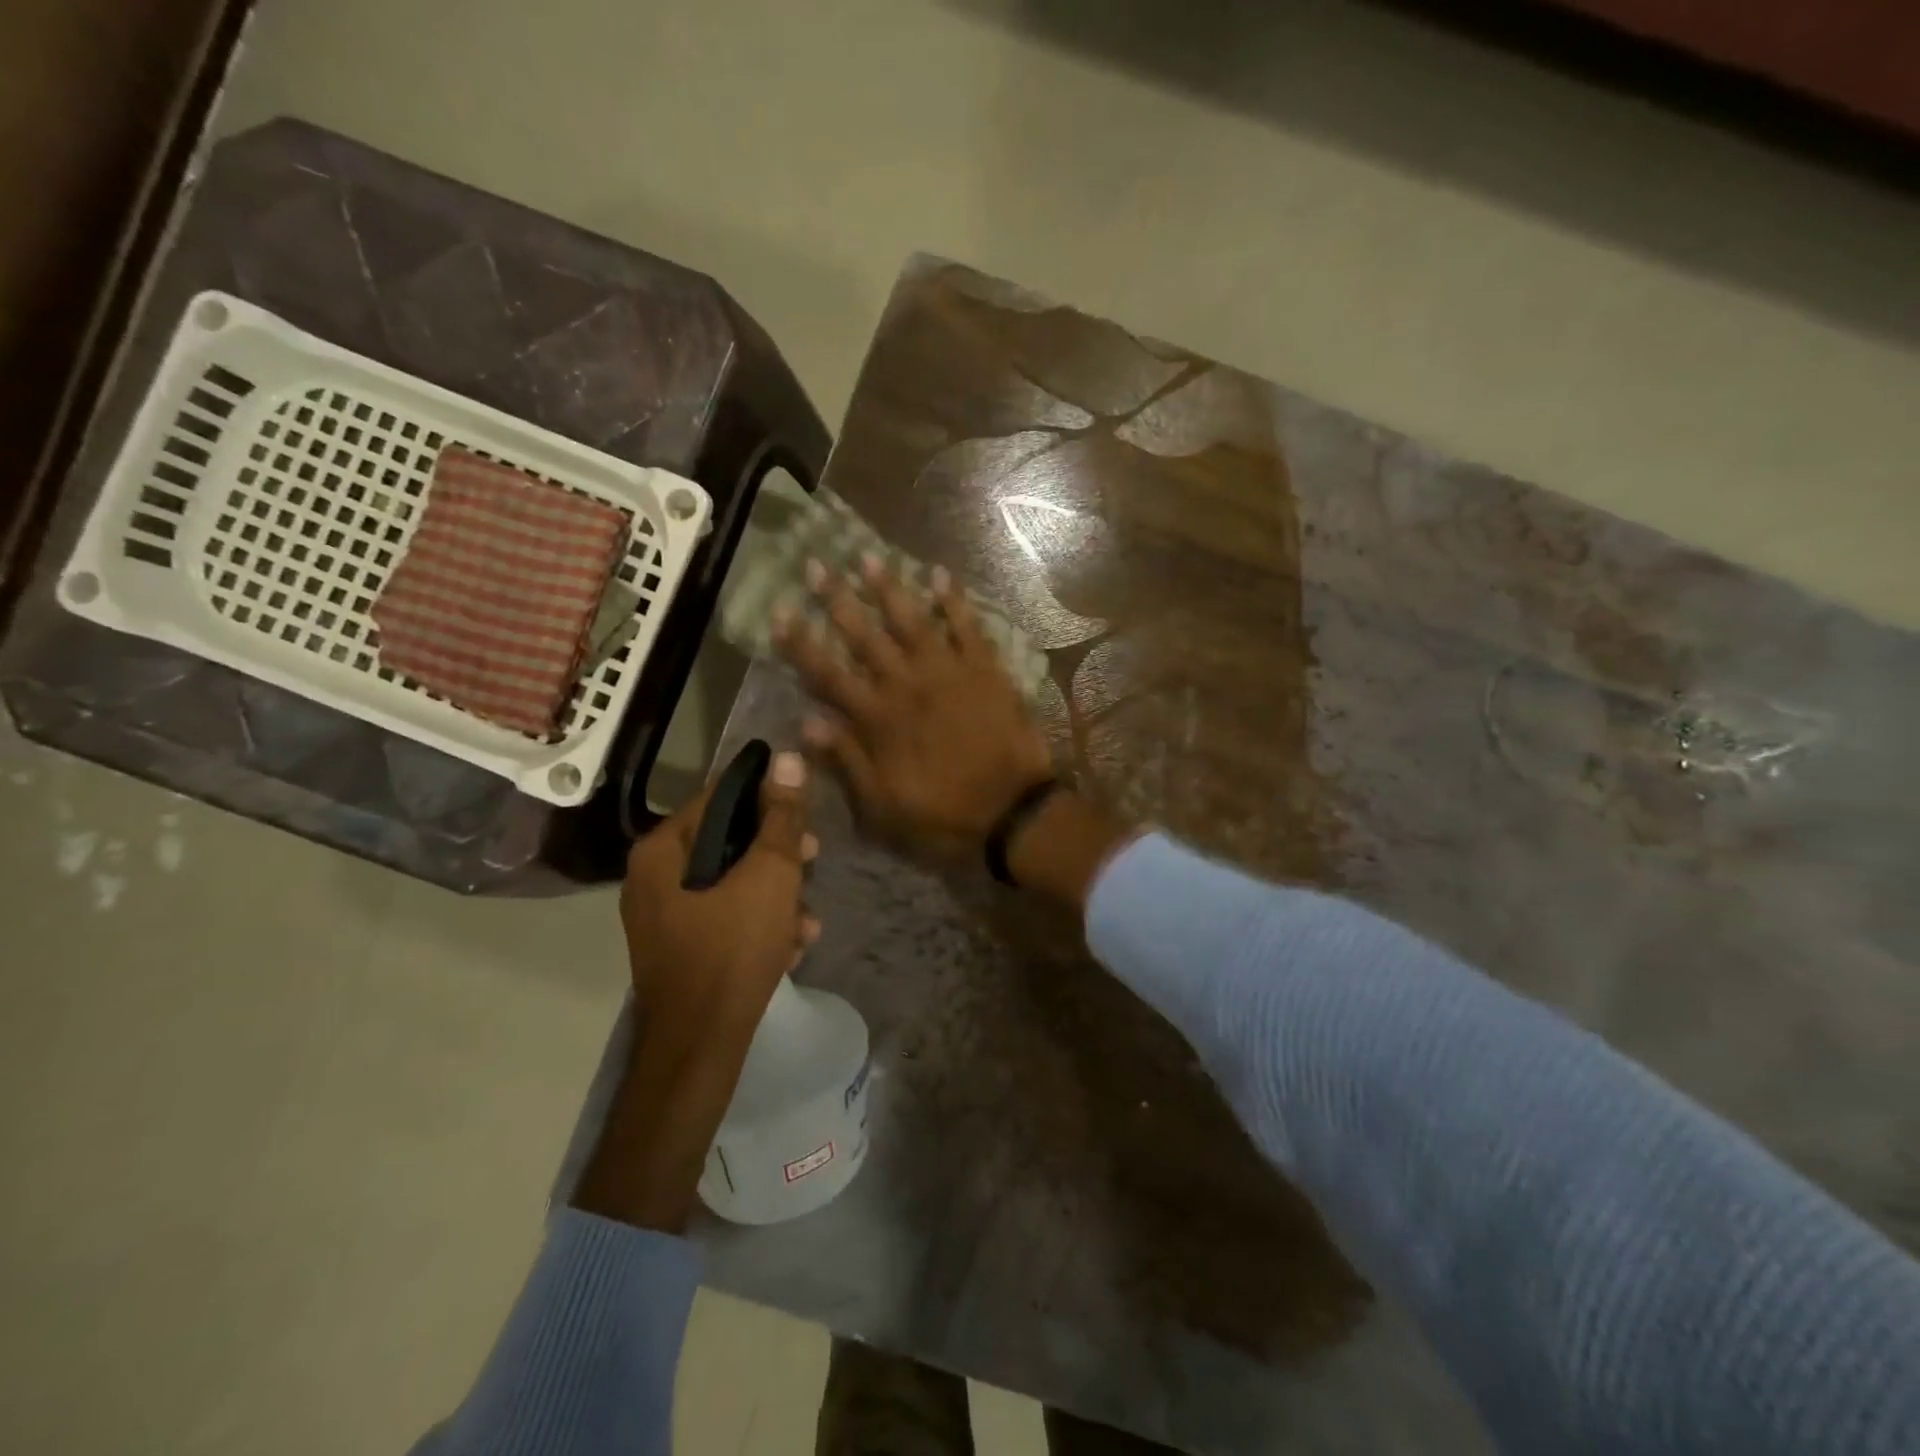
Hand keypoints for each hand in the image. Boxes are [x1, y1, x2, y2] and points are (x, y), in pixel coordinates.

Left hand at [620, 749, 820, 1039]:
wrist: (701, 1045)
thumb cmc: (733, 947)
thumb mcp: (770, 874)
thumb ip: (781, 816)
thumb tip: (788, 758)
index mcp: (663, 850)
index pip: (720, 796)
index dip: (768, 797)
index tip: (805, 811)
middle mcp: (654, 877)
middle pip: (728, 841)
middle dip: (778, 854)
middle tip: (814, 858)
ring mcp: (664, 916)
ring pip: (733, 883)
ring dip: (777, 896)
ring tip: (808, 921)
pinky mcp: (681, 949)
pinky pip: (725, 918)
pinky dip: (759, 925)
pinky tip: (792, 947)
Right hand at [775, 554, 1055, 859]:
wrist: (1013, 812)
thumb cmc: (943, 815)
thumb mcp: (883, 805)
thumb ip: (847, 760)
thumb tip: (807, 723)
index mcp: (879, 719)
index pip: (829, 674)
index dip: (801, 643)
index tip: (780, 611)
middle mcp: (907, 685)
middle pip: (865, 636)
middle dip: (837, 599)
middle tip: (816, 564)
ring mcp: (948, 672)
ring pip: (912, 621)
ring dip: (889, 588)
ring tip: (869, 557)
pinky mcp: (985, 670)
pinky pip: (967, 627)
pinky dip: (954, 600)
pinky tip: (940, 574)